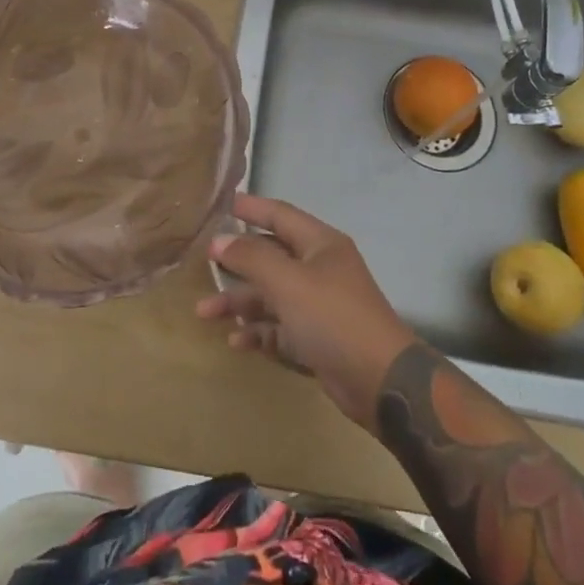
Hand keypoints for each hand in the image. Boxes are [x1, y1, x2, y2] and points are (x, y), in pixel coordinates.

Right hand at [197, 194, 418, 430]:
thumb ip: (251, 258)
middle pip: (271, 257)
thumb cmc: (333, 317)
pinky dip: (258, 331)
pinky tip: (235, 340)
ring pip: (271, 296)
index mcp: (320, 245)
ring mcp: (318, 306)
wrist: (380, 381)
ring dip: (239, 302)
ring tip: (204, 313)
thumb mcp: (288, 282)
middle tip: (203, 264)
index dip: (252, 208)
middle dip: (237, 263)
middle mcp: (319, 269)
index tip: (222, 203)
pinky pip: (279, 328)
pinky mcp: (316, 339)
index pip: (280, 215)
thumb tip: (219, 240)